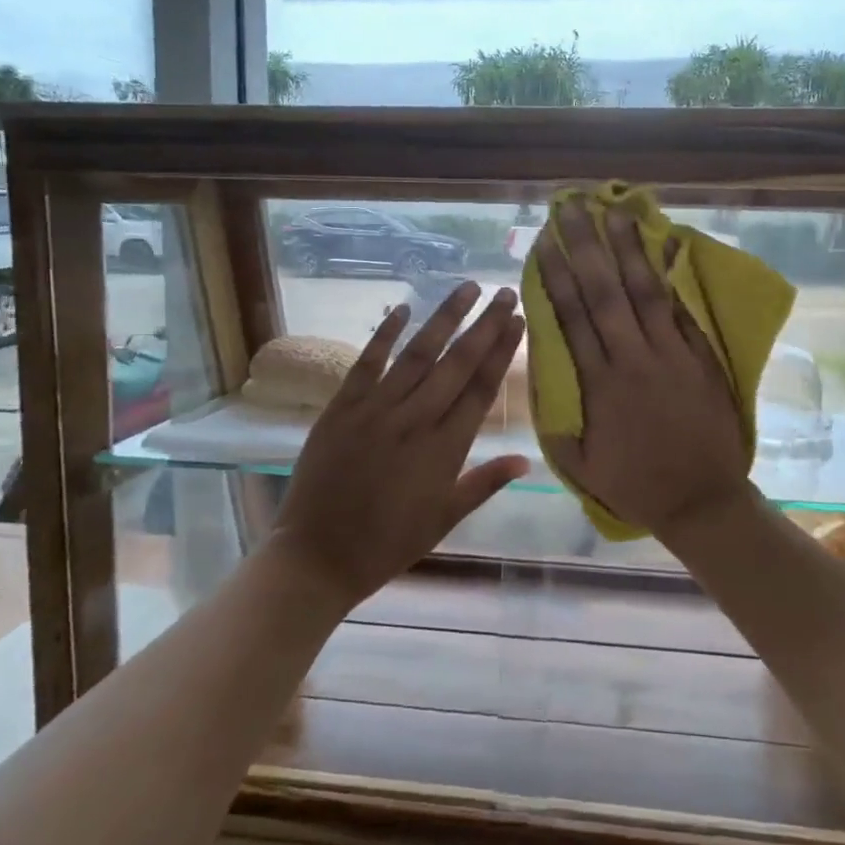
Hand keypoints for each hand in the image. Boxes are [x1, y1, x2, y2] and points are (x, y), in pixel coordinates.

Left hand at [271, 282, 528, 608]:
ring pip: (418, 354)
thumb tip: (526, 459)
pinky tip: (402, 308)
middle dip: (484, 325)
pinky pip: (367, 363)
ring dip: (444, 319)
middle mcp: (415, 420)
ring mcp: (376, 410)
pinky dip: (384, 334)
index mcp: (445, 449)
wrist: (318, 555)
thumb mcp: (445, 519)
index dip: (502, 351)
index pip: (481, 388)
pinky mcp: (342, 408)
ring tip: (467, 289)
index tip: (518, 321)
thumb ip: (484, 483)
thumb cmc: (388, 543)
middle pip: (457, 363)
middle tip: (505, 293)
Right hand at [535, 199, 751, 535]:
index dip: (556, 276)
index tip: (544, 242)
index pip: (572, 317)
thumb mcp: (578, 464)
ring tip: (616, 211)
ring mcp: (672, 354)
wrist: (702, 499)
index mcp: (599, 384)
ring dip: (629, 249)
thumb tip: (539, 379)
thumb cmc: (635, 484)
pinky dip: (676, 277)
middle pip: (605, 292)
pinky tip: (670, 245)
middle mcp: (633, 358)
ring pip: (646, 292)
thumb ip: (555, 421)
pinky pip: (685, 310)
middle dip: (585, 246)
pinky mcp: (702, 357)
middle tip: (572, 208)